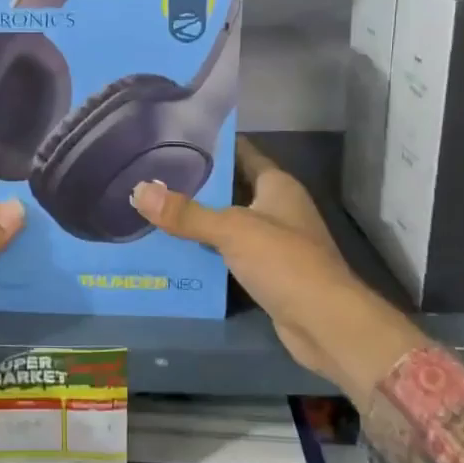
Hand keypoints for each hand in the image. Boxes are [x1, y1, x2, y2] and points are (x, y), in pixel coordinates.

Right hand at [129, 138, 424, 394]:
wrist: (325, 324)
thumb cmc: (285, 261)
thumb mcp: (231, 230)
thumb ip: (186, 213)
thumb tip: (138, 190)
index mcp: (277, 186)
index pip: (242, 153)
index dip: (213, 144)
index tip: (175, 138)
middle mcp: (278, 209)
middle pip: (232, 188)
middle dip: (197, 184)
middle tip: (153, 175)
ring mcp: (274, 242)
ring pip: (228, 223)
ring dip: (198, 220)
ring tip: (154, 209)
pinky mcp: (267, 273)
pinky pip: (229, 254)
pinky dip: (206, 252)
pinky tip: (174, 250)